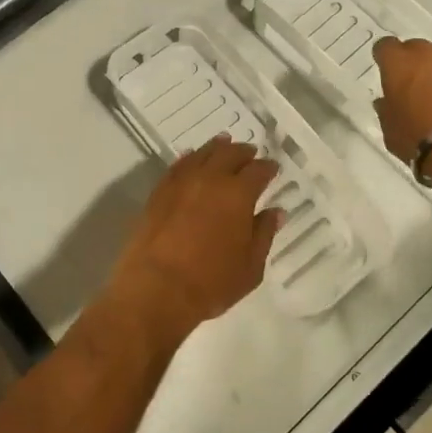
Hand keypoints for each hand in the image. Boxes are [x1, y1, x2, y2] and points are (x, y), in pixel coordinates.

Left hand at [108, 136, 281, 338]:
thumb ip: (263, 234)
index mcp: (238, 194)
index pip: (258, 171)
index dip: (268, 168)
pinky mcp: (158, 192)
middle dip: (243, 152)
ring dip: (216, 148)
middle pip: (229, 154)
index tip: (272, 168)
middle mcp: (210, 179)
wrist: (156, 289)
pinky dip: (189, 159)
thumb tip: (275, 212)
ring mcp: (181, 183)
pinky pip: (177, 166)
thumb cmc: (210, 283)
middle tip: (250, 153)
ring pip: (202, 154)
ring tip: (223, 143)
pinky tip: (191, 159)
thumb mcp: (250, 267)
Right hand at [373, 37, 431, 163]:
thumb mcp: (391, 132)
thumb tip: (386, 102)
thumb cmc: (421, 140)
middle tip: (416, 90)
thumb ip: (387, 111)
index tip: (388, 73)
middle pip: (419, 50)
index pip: (386, 47)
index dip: (386, 59)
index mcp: (400, 64)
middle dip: (416, 65)